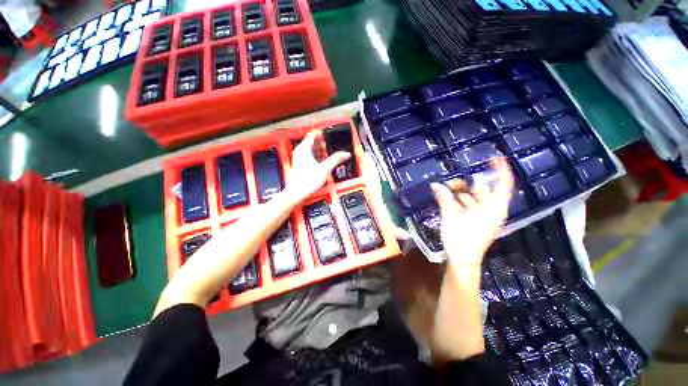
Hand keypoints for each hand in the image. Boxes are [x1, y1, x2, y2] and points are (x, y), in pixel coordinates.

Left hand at [285, 130, 350, 203]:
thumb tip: (345, 154)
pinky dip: (316, 157)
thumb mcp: (324, 168)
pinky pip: (309, 157)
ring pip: (311, 150)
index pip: (313, 135)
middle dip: (322, 144)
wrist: (297, 193)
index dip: (322, 133)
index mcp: (304, 149)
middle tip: (330, 146)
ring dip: (320, 151)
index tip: (329, 134)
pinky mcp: (300, 166)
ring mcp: (299, 159)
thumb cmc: (306, 181)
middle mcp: (300, 152)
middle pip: (312, 142)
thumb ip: (336, 159)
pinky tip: (322, 162)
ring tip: (328, 154)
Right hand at [431, 157, 513, 267]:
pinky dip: (458, 201)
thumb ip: (444, 199)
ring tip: (444, 190)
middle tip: (449, 183)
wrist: (462, 262)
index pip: (503, 184)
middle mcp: (491, 210)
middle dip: (466, 184)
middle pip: (482, 190)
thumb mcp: (450, 217)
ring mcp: (483, 216)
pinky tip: (446, 199)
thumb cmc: (460, 240)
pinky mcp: (476, 221)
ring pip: (473, 198)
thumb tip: (435, 185)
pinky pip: (469, 206)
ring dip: (459, 193)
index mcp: (492, 208)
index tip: (492, 158)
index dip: (500, 169)